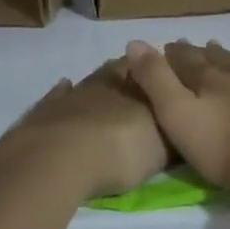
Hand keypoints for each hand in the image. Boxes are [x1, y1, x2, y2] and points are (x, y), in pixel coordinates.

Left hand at [5, 58, 168, 198]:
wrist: (59, 159)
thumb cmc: (120, 151)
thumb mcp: (160, 150)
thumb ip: (172, 134)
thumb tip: (183, 123)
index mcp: (138, 88)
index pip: (155, 71)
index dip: (162, 75)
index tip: (170, 80)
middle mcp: (108, 83)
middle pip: (123, 69)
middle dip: (134, 74)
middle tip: (141, 83)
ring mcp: (74, 93)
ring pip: (93, 79)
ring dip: (103, 83)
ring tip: (110, 88)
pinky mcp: (46, 109)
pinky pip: (59, 94)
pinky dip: (65, 92)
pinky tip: (66, 87)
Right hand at [123, 40, 229, 191]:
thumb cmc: (222, 144)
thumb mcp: (177, 113)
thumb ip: (156, 80)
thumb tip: (134, 42)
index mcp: (206, 76)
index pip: (185, 59)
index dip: (173, 54)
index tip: (166, 47)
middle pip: (213, 57)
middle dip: (198, 53)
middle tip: (191, 47)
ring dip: (226, 58)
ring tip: (219, 52)